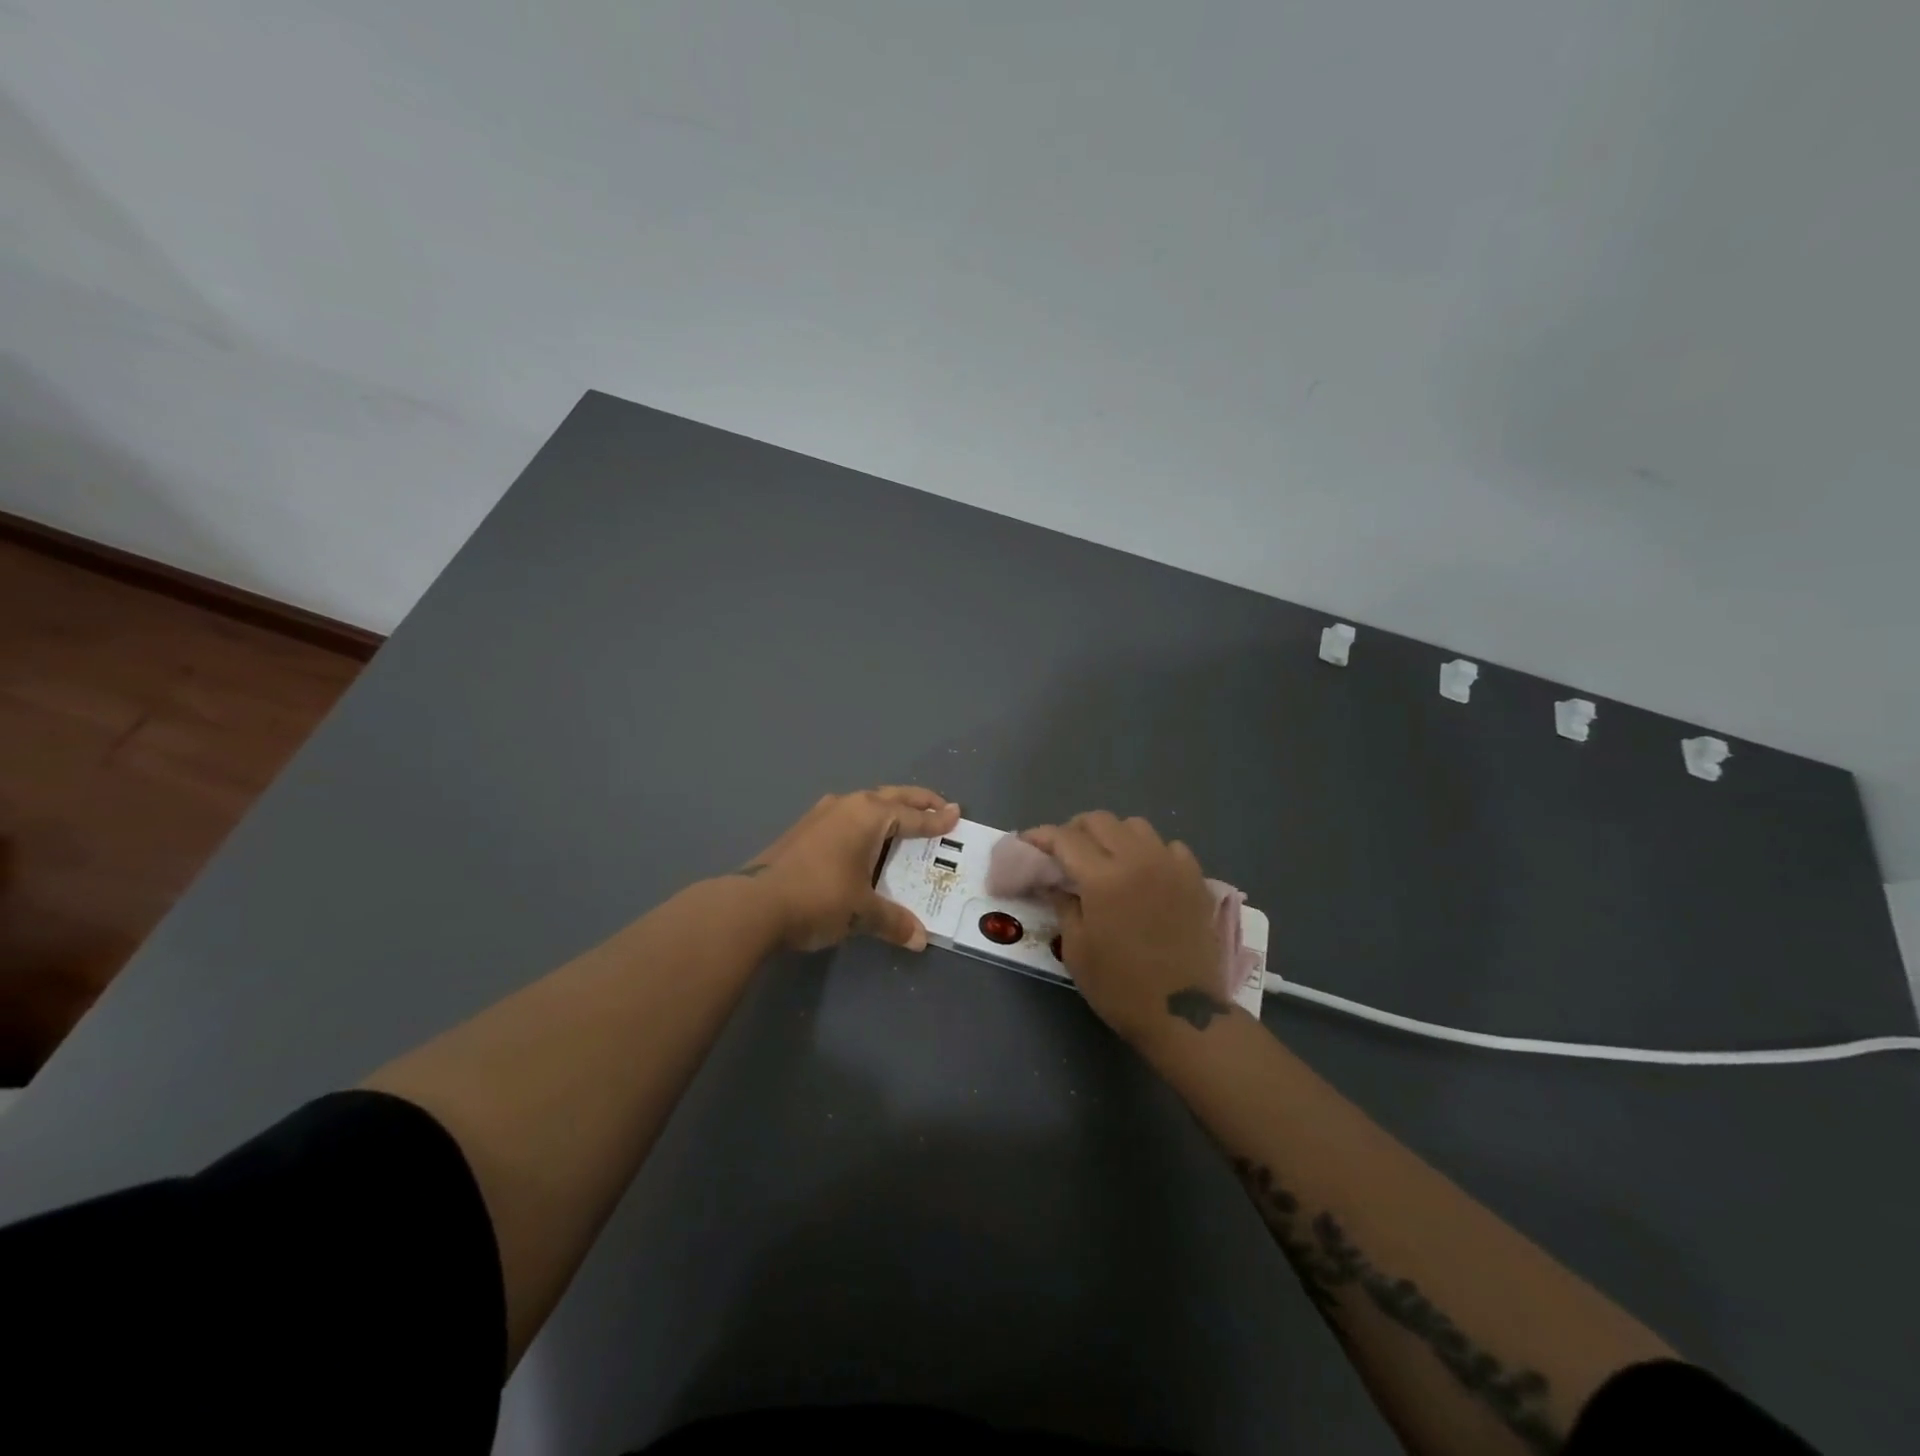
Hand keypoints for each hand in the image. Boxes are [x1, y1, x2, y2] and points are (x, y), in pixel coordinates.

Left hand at [736, 787, 960, 952]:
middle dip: (918, 801)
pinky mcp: (804, 829)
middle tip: (940, 806)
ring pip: (866, 803)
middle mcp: (847, 805)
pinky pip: (847, 816)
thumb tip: (919, 939)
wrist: (754, 904)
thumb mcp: (862, 911)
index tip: (956, 813)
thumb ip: (893, 921)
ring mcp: (821, 814)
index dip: (936, 819)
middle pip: (891, 797)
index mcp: (868, 815)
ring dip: (889, 808)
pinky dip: (866, 822)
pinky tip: (864, 838)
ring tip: (905, 820)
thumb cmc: (819, 897)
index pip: (912, 816)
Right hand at [1023, 812, 1224, 1045]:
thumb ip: (1063, 904)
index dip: (1041, 836)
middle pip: (1100, 820)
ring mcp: (1171, 866)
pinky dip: (1150, 851)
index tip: (1027, 842)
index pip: (1065, 838)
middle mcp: (1138, 859)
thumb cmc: (1120, 986)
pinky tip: (1144, 873)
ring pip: (1135, 826)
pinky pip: (1168, 847)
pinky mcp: (1194, 879)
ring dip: (1113, 835)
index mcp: (1103, 877)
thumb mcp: (1077, 948)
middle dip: (1075, 830)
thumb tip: (1054, 882)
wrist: (1182, 1013)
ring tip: (1105, 859)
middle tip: (1064, 853)